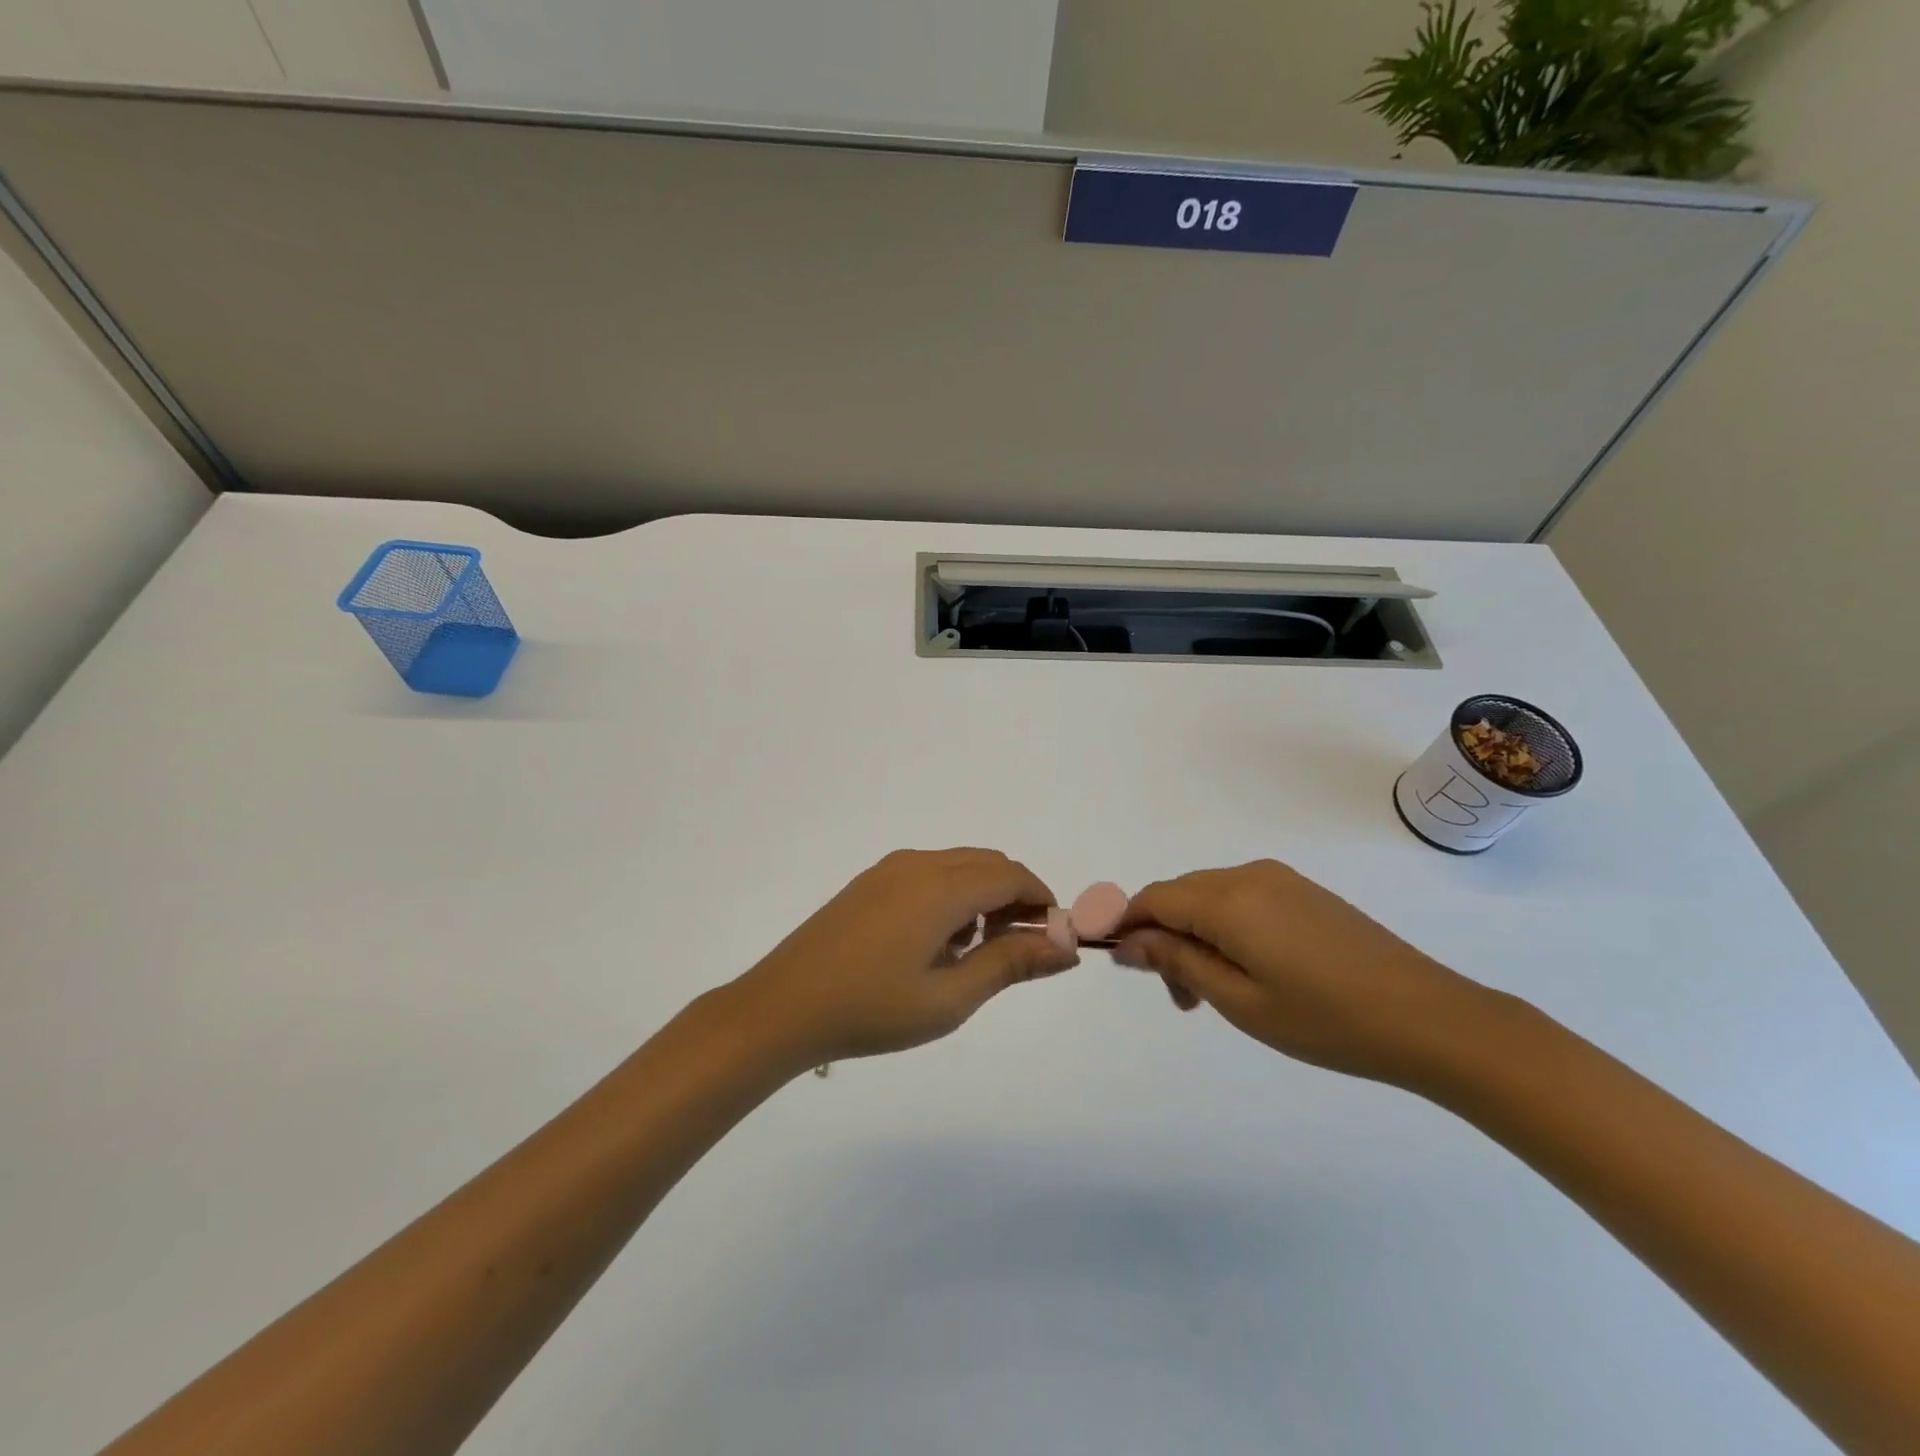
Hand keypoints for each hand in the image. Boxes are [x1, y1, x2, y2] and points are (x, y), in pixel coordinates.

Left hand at [725, 849, 1077, 1071]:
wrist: (782, 1007)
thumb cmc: (871, 1010)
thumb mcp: (950, 998)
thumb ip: (1011, 964)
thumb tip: (1066, 947)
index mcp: (940, 887)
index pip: (1012, 875)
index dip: (1042, 901)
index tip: (1053, 941)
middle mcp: (917, 864)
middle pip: (988, 863)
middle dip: (1016, 898)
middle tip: (1017, 950)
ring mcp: (889, 869)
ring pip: (958, 866)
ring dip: (983, 896)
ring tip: (973, 953)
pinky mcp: (869, 882)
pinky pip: (929, 873)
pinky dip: (952, 895)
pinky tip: (935, 944)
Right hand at [1112, 859, 1495, 1086]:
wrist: (1431, 1018)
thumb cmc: (1327, 1020)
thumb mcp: (1240, 1001)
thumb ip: (1178, 961)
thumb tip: (1127, 941)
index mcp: (1228, 900)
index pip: (1154, 898)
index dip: (1125, 923)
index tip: (1117, 962)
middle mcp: (1249, 875)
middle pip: (1180, 895)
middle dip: (1163, 937)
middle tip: (1179, 996)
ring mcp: (1280, 880)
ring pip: (1210, 898)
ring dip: (1194, 936)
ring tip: (1211, 993)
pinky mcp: (1304, 892)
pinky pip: (1242, 900)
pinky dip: (1225, 929)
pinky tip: (1246, 971)